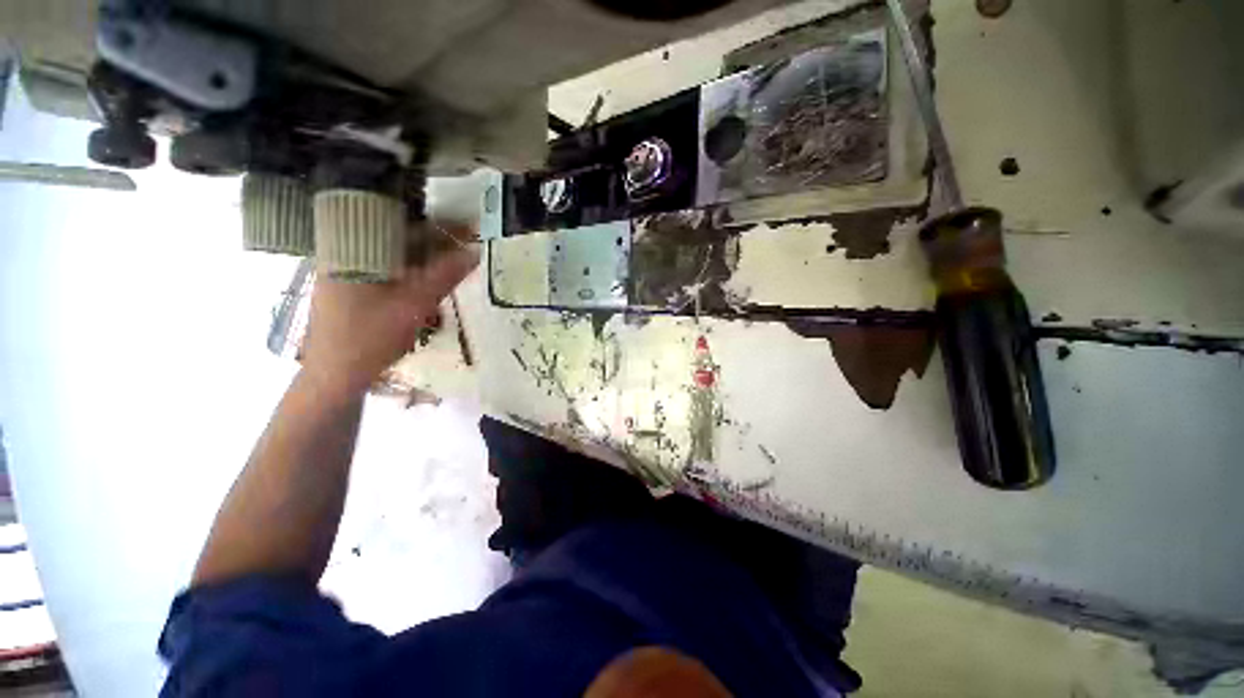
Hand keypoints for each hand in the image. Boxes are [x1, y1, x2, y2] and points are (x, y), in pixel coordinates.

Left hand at [301, 224, 479, 394]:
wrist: (336, 376)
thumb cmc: (369, 338)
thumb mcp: (413, 305)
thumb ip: (444, 276)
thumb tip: (474, 252)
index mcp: (351, 248)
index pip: (397, 220)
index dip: (435, 221)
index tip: (465, 224)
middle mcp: (346, 252)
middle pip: (396, 235)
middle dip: (435, 238)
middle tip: (469, 241)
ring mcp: (349, 270)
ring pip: (394, 252)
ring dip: (427, 254)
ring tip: (458, 257)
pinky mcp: (355, 285)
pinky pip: (390, 267)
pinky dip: (414, 269)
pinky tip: (434, 276)